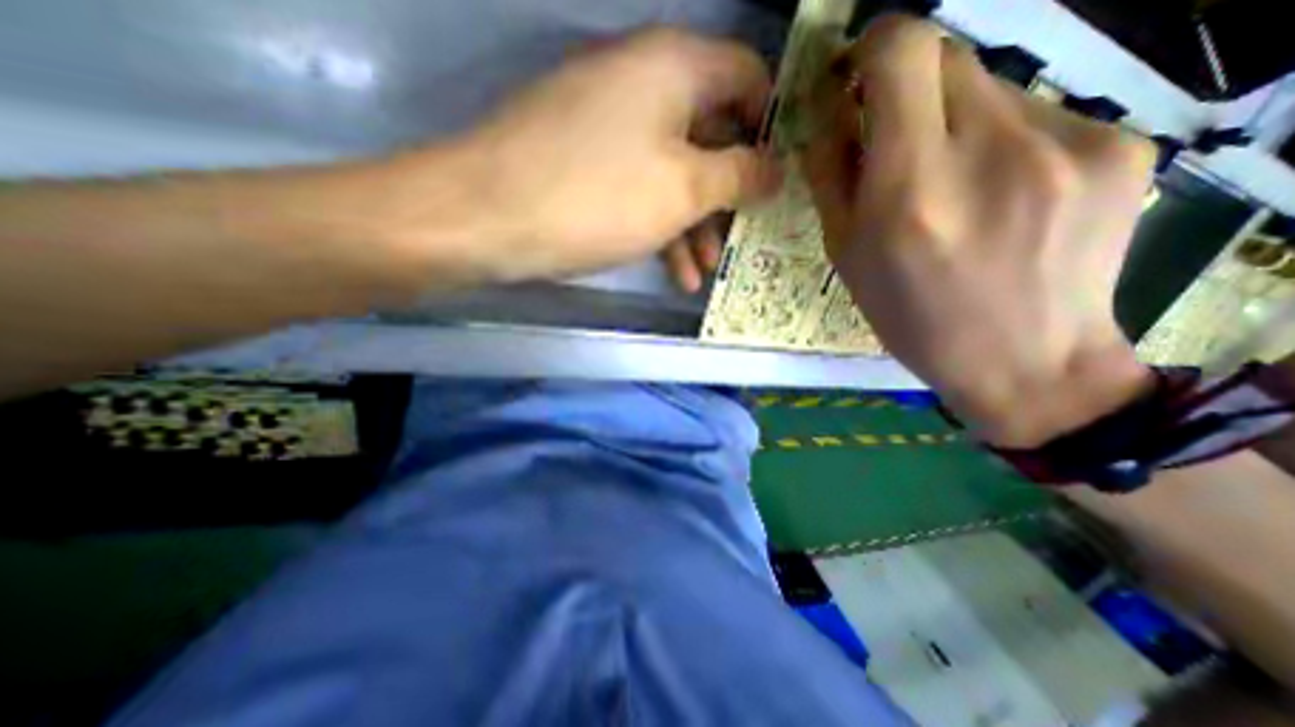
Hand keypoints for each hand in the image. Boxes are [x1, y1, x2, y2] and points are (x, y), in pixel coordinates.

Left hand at [384, 28, 778, 290]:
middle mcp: (643, 81)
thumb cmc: (598, 197)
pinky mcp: (585, 160)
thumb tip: (775, 169)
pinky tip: (673, 272)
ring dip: (693, 224)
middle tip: (738, 240)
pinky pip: (638, 186)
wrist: (488, 217)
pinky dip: (660, 226)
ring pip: (673, 170)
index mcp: (675, 66)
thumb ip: (739, 175)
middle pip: (709, 133)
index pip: (748, 78)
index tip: (777, 178)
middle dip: (727, 194)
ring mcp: (609, 122)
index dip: (770, 128)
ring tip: (703, 271)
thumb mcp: (684, 189)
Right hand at [806, 15, 1157, 448]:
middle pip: (948, 55)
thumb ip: (832, 176)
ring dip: (955, 119)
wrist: (1026, 361)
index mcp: (911, 190)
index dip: (872, 48)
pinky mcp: (1119, 145)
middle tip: (896, 140)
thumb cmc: (912, 317)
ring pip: (991, 85)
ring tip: (952, 185)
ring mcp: (1069, 142)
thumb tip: (829, 113)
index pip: (901, 53)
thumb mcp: (846, 257)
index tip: (856, 76)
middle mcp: (991, 151)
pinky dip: (1001, 138)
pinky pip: (1036, 113)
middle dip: (907, 87)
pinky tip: (999, 194)